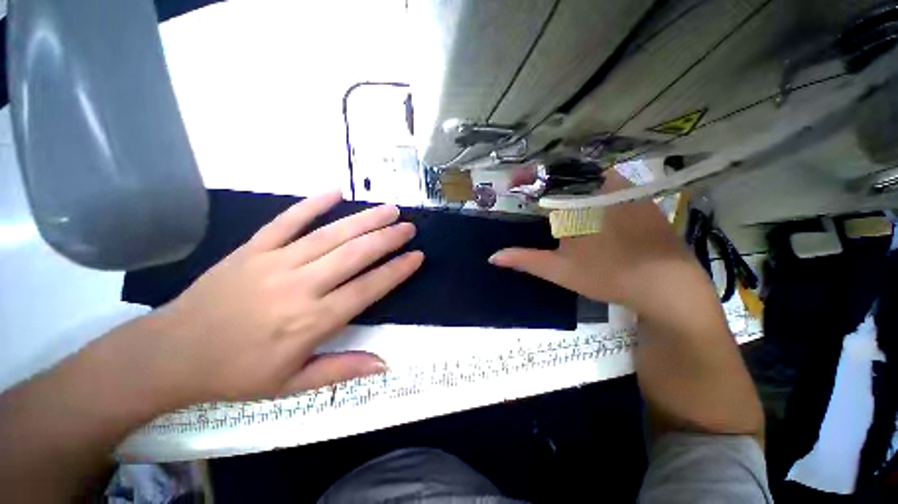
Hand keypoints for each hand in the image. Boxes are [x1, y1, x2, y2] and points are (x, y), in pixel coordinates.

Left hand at [138, 191, 423, 402]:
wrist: (172, 354)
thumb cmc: (237, 373)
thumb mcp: (293, 385)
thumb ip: (342, 370)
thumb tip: (385, 363)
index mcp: (312, 321)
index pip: (368, 289)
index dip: (396, 271)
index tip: (416, 257)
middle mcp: (300, 287)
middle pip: (355, 255)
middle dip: (388, 239)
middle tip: (409, 227)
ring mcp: (275, 262)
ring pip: (331, 235)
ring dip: (365, 220)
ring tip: (389, 209)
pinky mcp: (252, 248)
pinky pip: (287, 220)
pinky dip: (313, 204)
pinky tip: (336, 192)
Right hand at [489, 172, 699, 313]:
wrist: (665, 284)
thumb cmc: (606, 276)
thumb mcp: (559, 270)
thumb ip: (525, 259)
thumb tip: (493, 257)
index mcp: (576, 204)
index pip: (543, 182)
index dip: (526, 180)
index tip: (513, 182)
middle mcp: (598, 189)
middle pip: (565, 173)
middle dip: (546, 178)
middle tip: (534, 190)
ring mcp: (623, 190)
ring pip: (589, 174)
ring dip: (570, 180)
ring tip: (559, 194)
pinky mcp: (640, 196)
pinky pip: (610, 180)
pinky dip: (593, 184)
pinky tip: (589, 200)